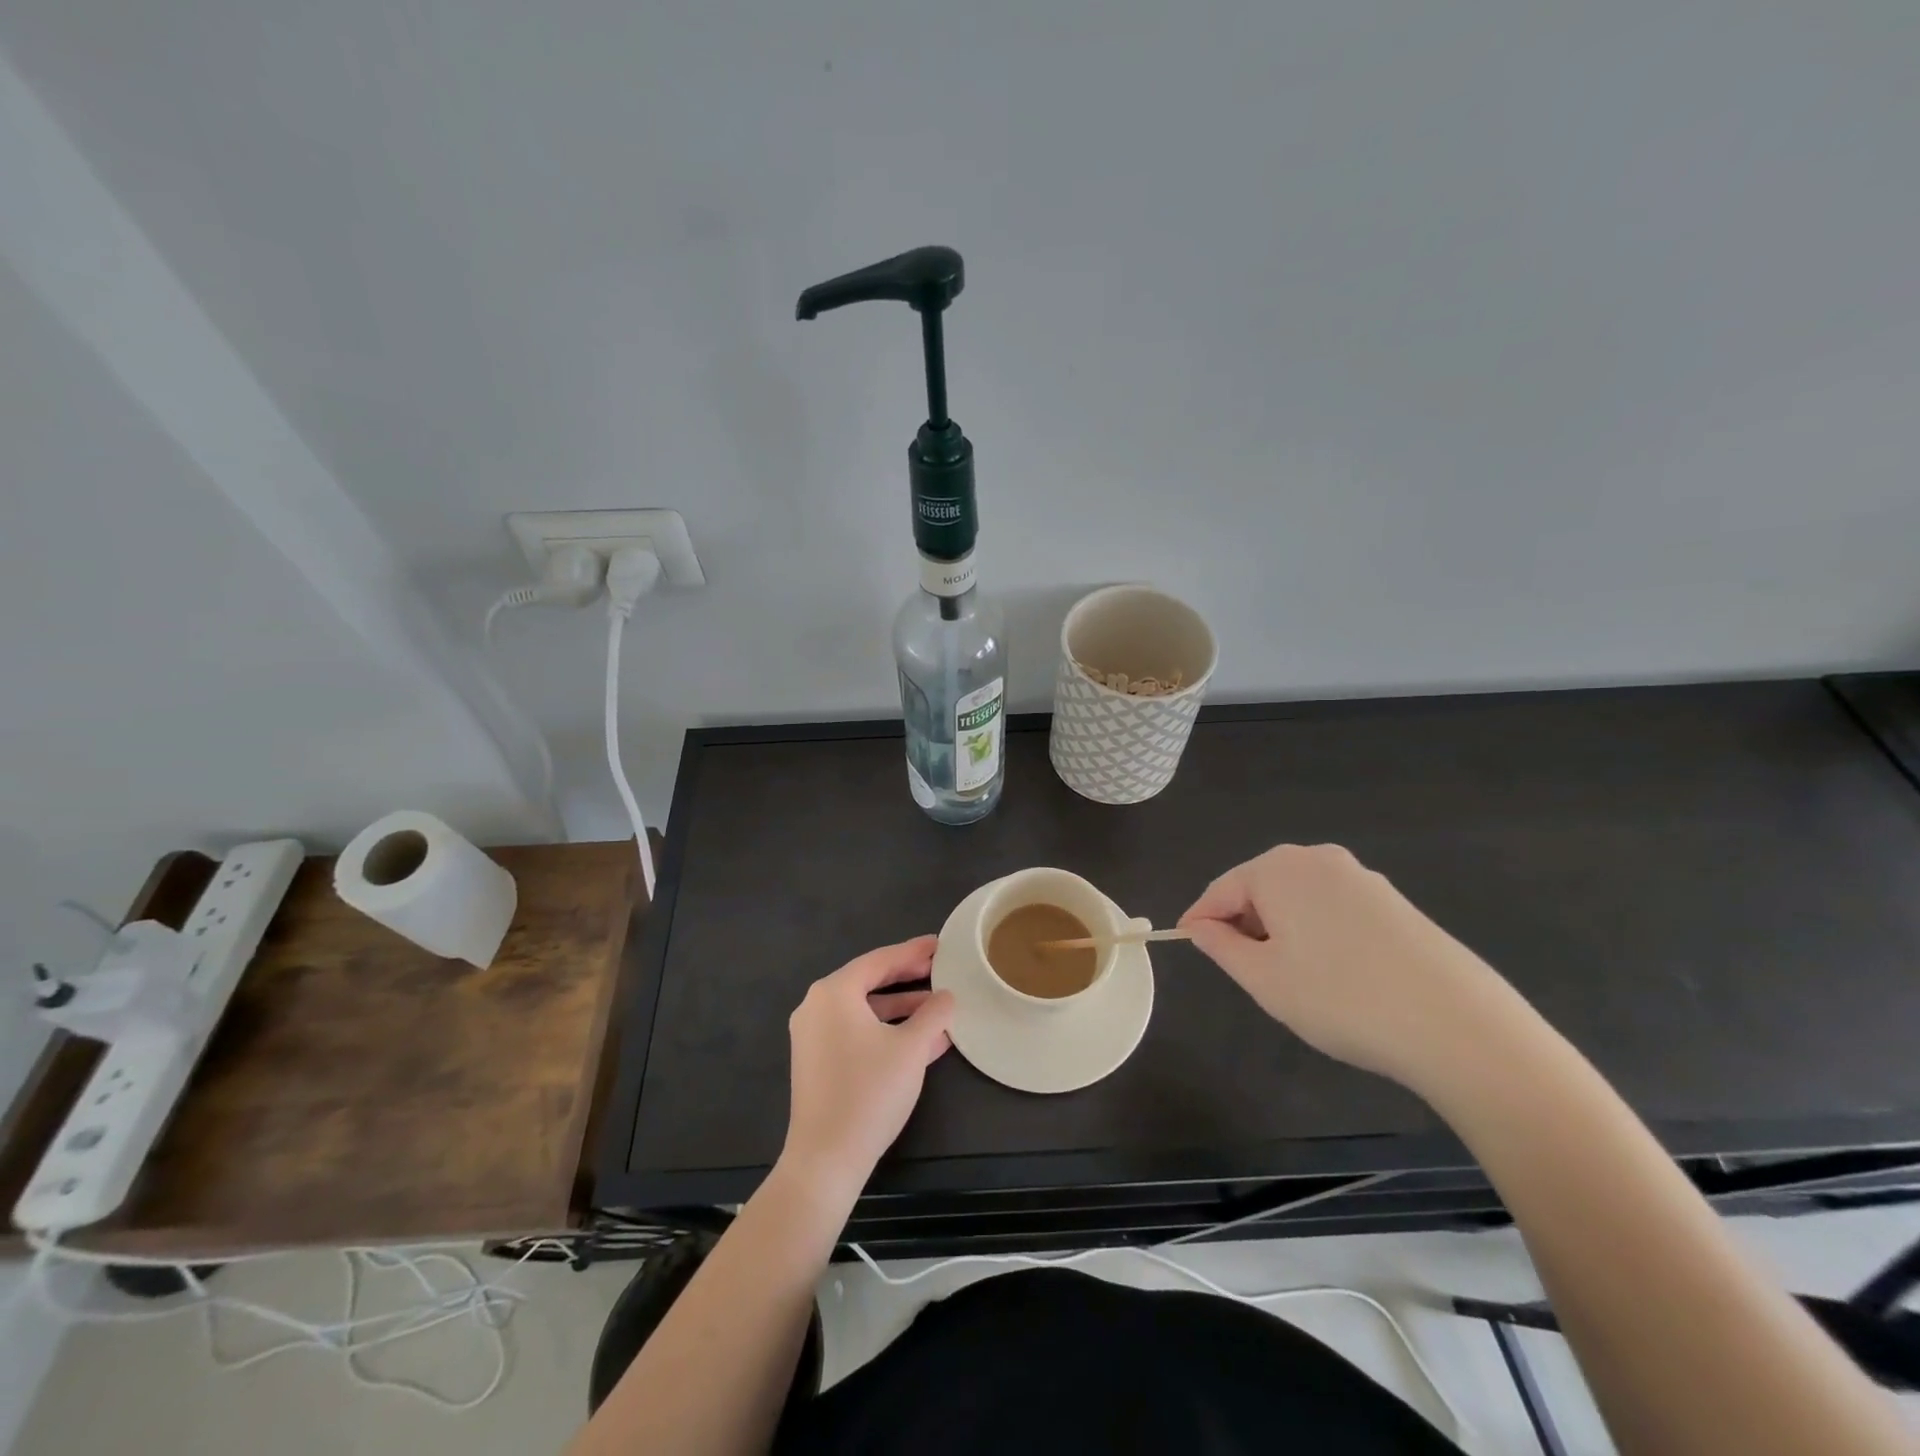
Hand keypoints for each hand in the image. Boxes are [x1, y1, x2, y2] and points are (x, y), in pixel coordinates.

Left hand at [778, 936, 954, 1207]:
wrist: (825, 1159)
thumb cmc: (869, 1092)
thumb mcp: (911, 1048)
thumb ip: (933, 1014)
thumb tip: (946, 997)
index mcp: (834, 992)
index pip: (880, 960)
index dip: (913, 952)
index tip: (940, 944)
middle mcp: (817, 1006)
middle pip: (869, 980)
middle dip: (907, 976)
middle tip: (940, 968)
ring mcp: (813, 1035)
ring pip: (864, 1009)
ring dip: (900, 1007)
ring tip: (937, 1006)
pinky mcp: (817, 1061)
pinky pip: (856, 1031)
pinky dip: (885, 1029)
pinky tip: (920, 1039)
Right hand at [1179, 844, 1530, 1091]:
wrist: (1457, 1026)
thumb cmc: (1340, 998)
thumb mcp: (1264, 979)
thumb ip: (1221, 946)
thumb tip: (1199, 927)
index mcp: (1278, 868)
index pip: (1221, 889)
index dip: (1200, 919)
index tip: (1187, 946)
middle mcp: (1319, 860)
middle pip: (1261, 887)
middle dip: (1245, 924)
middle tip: (1245, 972)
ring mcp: (1363, 878)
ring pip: (1299, 899)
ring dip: (1283, 931)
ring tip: (1292, 980)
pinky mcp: (1394, 903)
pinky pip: (1335, 910)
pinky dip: (1319, 934)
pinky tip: (1336, 976)